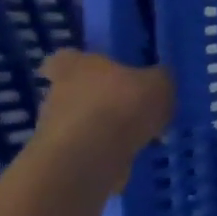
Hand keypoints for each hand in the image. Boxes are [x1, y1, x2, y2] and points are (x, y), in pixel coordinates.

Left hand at [34, 51, 174, 191]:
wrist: (91, 157)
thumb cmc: (122, 105)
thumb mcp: (159, 84)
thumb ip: (159, 78)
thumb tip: (158, 78)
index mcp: (76, 66)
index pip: (65, 58)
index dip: (80, 63)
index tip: (98, 72)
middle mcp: (59, 92)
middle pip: (77, 90)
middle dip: (102, 98)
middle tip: (134, 106)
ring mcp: (57, 127)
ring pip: (86, 120)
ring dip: (108, 126)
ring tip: (143, 134)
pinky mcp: (64, 156)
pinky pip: (92, 147)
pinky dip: (110, 150)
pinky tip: (137, 153)